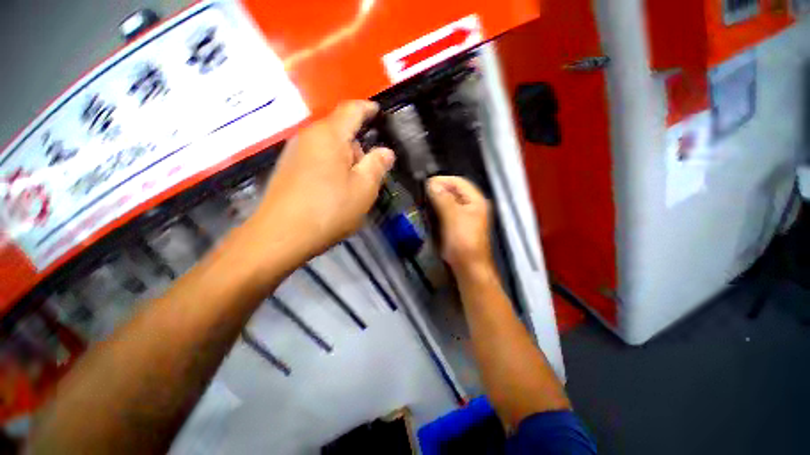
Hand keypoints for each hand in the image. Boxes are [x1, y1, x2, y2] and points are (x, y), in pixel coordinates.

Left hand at [250, 100, 394, 260]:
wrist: (280, 236)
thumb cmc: (329, 210)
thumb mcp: (363, 189)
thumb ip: (377, 165)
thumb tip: (385, 151)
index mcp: (329, 135)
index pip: (352, 110)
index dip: (369, 109)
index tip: (380, 114)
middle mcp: (309, 137)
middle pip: (341, 132)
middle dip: (359, 148)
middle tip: (370, 174)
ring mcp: (294, 153)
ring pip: (329, 148)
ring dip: (345, 162)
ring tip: (352, 188)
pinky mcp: (288, 169)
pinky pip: (317, 160)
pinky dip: (331, 170)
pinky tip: (334, 193)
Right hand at [426, 176, 493, 277]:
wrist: (468, 267)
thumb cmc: (463, 241)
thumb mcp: (452, 217)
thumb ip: (442, 198)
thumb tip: (431, 183)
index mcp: (475, 200)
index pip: (458, 182)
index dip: (442, 180)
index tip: (426, 184)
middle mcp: (472, 205)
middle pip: (454, 191)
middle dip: (439, 189)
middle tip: (423, 193)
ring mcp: (465, 216)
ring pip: (449, 201)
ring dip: (437, 199)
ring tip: (424, 201)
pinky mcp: (458, 225)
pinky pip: (447, 212)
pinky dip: (438, 209)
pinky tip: (430, 212)